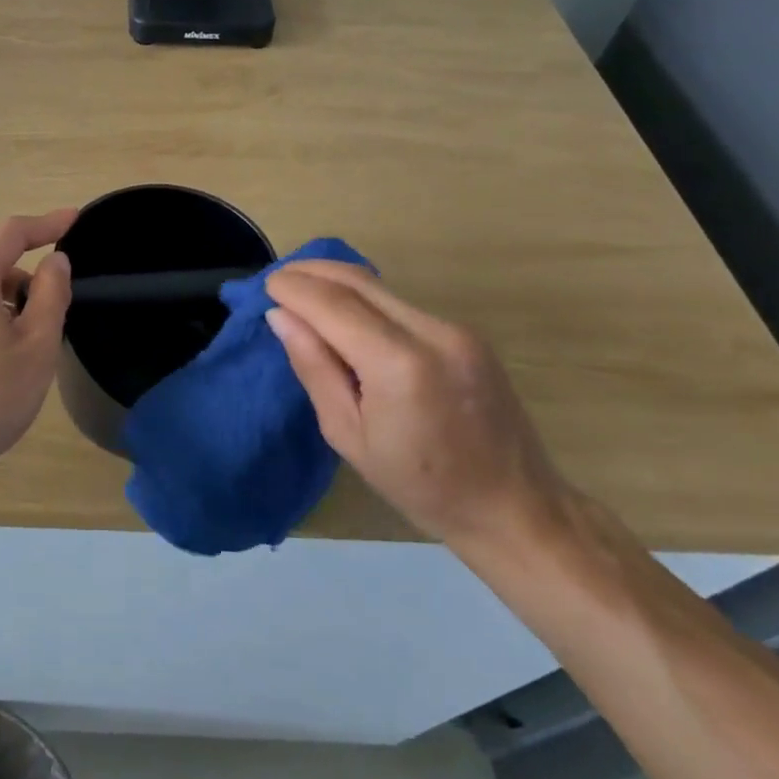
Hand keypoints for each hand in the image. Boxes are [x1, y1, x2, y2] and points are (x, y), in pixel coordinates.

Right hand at [265, 260, 567, 550]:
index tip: (265, 285)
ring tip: (303, 294)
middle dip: (312, 272)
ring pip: (380, 287)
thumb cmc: (419, 485)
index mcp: (399, 365)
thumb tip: (281, 316)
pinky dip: (364, 299)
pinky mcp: (466, 334)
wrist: (513, 506)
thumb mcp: (348, 435)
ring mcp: (455, 329)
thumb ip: (314, 367)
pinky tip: (344, 315)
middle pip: (358, 280)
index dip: (294, 288)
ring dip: (336, 282)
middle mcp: (432, 332)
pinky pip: (401, 304)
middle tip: (278, 280)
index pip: (332, 303)